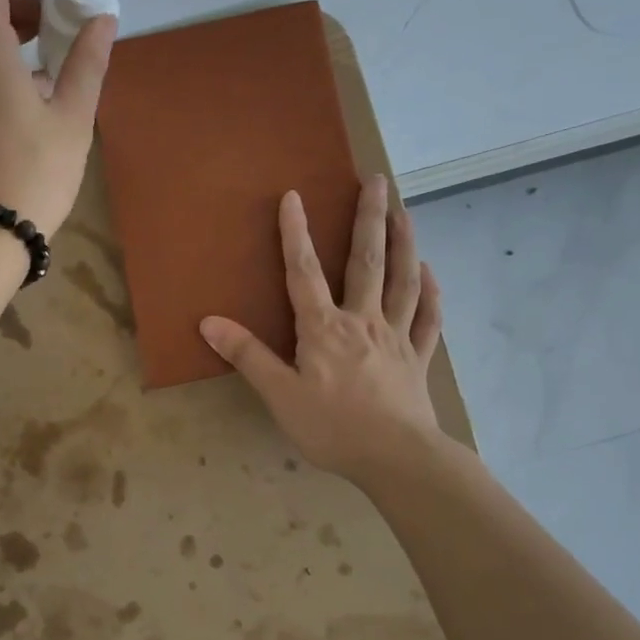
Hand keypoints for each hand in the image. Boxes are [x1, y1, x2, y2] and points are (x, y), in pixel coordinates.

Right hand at [199, 176, 443, 484]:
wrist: (396, 458)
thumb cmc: (332, 427)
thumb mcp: (279, 395)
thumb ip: (248, 356)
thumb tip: (209, 322)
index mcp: (324, 329)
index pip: (304, 272)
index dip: (296, 234)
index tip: (294, 196)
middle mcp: (362, 321)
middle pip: (366, 262)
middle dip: (369, 219)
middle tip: (378, 181)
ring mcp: (396, 337)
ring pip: (403, 280)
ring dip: (404, 243)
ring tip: (405, 212)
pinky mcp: (418, 358)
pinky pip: (427, 317)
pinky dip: (430, 292)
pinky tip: (430, 272)